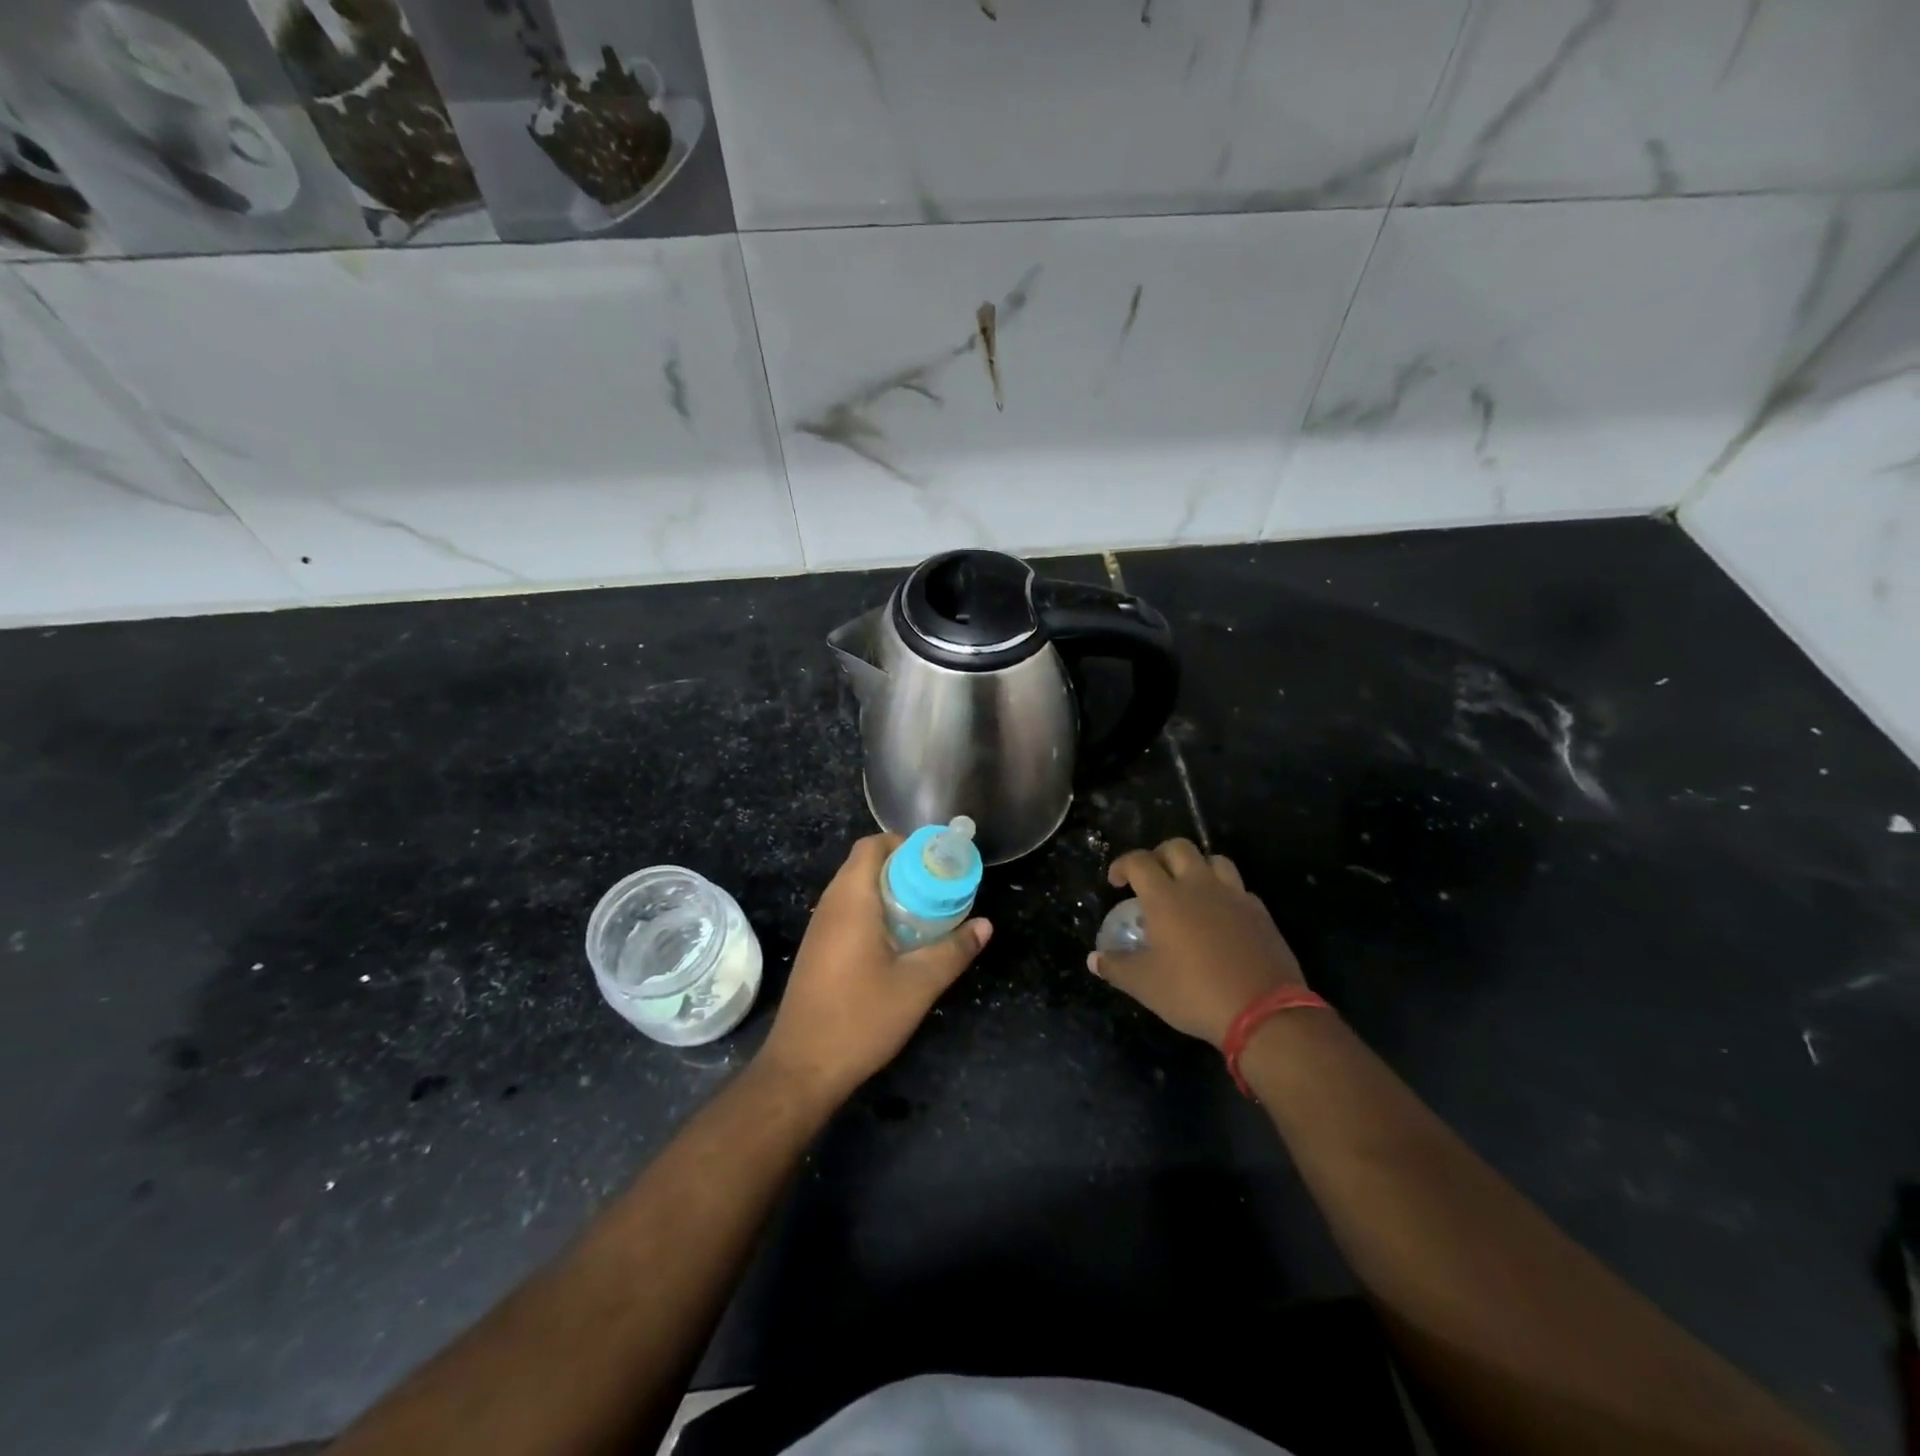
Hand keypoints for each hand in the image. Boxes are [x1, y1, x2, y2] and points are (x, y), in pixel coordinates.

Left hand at [760, 834, 990, 1105]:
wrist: (802, 1068)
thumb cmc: (861, 1018)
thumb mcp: (918, 985)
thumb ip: (954, 951)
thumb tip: (985, 925)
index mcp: (851, 900)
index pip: (872, 845)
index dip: (904, 843)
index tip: (937, 862)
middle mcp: (830, 905)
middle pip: (865, 865)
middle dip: (904, 868)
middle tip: (940, 888)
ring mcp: (820, 929)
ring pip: (856, 890)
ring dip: (890, 892)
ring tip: (927, 912)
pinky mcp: (818, 951)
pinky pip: (848, 913)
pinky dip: (875, 913)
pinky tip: (900, 942)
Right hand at [1090, 838, 1303, 1048]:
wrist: (1263, 1012)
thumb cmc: (1194, 992)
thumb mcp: (1145, 985)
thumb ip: (1116, 967)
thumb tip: (1093, 959)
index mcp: (1166, 898)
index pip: (1139, 862)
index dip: (1123, 865)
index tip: (1116, 882)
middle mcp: (1199, 886)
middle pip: (1178, 848)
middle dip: (1160, 855)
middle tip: (1152, 877)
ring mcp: (1234, 896)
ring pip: (1214, 860)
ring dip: (1197, 867)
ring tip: (1189, 889)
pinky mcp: (1260, 913)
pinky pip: (1238, 889)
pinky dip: (1224, 894)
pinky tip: (1220, 916)